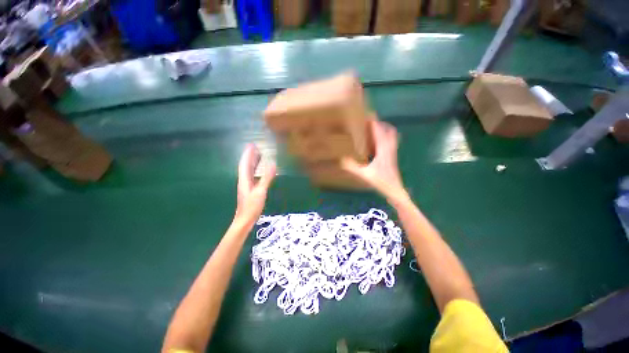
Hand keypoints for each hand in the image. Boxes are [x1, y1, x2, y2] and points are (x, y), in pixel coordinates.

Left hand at [235, 144, 275, 224]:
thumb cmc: (251, 206)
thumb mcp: (260, 191)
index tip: (251, 145)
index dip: (248, 154)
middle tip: (255, 148)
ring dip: (253, 162)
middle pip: (246, 166)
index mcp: (244, 180)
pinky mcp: (250, 190)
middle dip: (250, 156)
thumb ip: (267, 178)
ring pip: (249, 171)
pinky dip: (255, 171)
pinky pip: (252, 176)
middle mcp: (244, 181)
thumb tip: (273, 164)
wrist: (244, 220)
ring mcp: (246, 186)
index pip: (245, 164)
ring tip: (258, 155)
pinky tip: (259, 171)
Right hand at [341, 120, 406, 200]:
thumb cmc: (382, 182)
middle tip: (369, 122)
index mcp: (383, 149)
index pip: (379, 131)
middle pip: (388, 130)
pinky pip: (389, 143)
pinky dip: (382, 139)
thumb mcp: (364, 174)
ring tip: (371, 131)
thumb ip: (352, 167)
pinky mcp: (391, 157)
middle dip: (379, 124)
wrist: (395, 191)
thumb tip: (341, 159)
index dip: (373, 122)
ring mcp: (392, 153)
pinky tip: (374, 144)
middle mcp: (389, 148)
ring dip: (382, 131)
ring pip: (390, 136)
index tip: (366, 115)